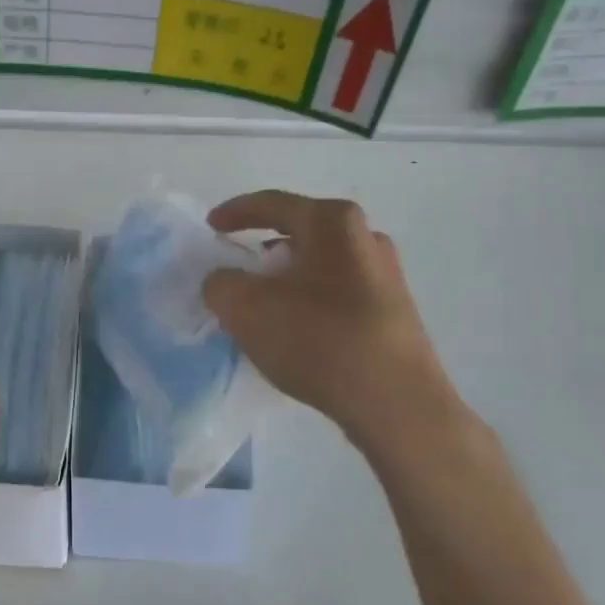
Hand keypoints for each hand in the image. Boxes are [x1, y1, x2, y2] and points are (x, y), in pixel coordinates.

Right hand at [202, 191, 463, 452]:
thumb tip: (225, 280)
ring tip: (264, 308)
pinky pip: (338, 294)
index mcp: (333, 222)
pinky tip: (297, 333)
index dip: (235, 213)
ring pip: (320, 266)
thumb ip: (221, 284)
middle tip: (237, 272)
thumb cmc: (317, 339)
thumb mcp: (246, 309)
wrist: (394, 400)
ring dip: (288, 280)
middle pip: (301, 233)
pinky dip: (310, 303)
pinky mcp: (393, 311)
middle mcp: (366, 237)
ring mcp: (386, 275)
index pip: (273, 204)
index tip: (210, 226)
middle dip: (263, 250)